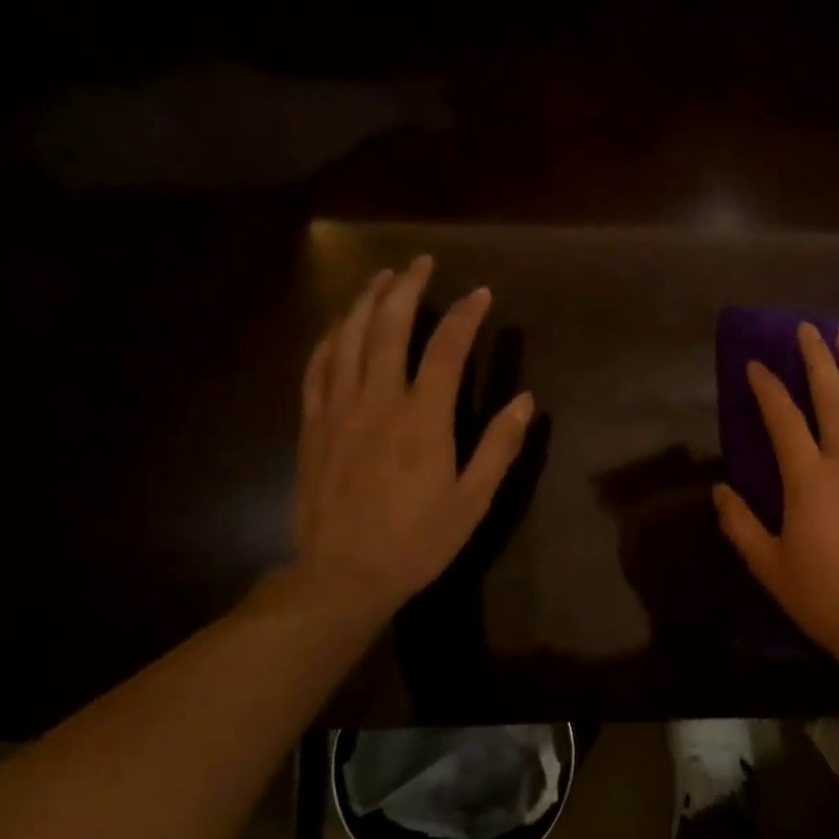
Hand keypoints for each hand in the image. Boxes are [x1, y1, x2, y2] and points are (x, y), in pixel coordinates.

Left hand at [293, 256, 533, 624]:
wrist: (343, 574)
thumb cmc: (418, 540)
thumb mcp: (473, 501)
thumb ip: (499, 447)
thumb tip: (526, 401)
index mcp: (422, 421)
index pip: (444, 350)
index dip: (464, 316)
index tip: (480, 294)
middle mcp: (377, 403)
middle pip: (387, 329)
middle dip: (405, 289)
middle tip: (421, 263)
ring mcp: (338, 411)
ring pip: (347, 340)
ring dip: (365, 302)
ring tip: (381, 277)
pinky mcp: (313, 426)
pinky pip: (317, 369)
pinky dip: (329, 339)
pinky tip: (339, 327)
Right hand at [714, 322, 838, 672]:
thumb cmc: (823, 596)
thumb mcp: (769, 566)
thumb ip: (740, 524)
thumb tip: (719, 490)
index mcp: (808, 479)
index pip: (784, 419)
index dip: (768, 388)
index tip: (756, 365)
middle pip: (832, 397)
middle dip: (818, 358)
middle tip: (809, 328)